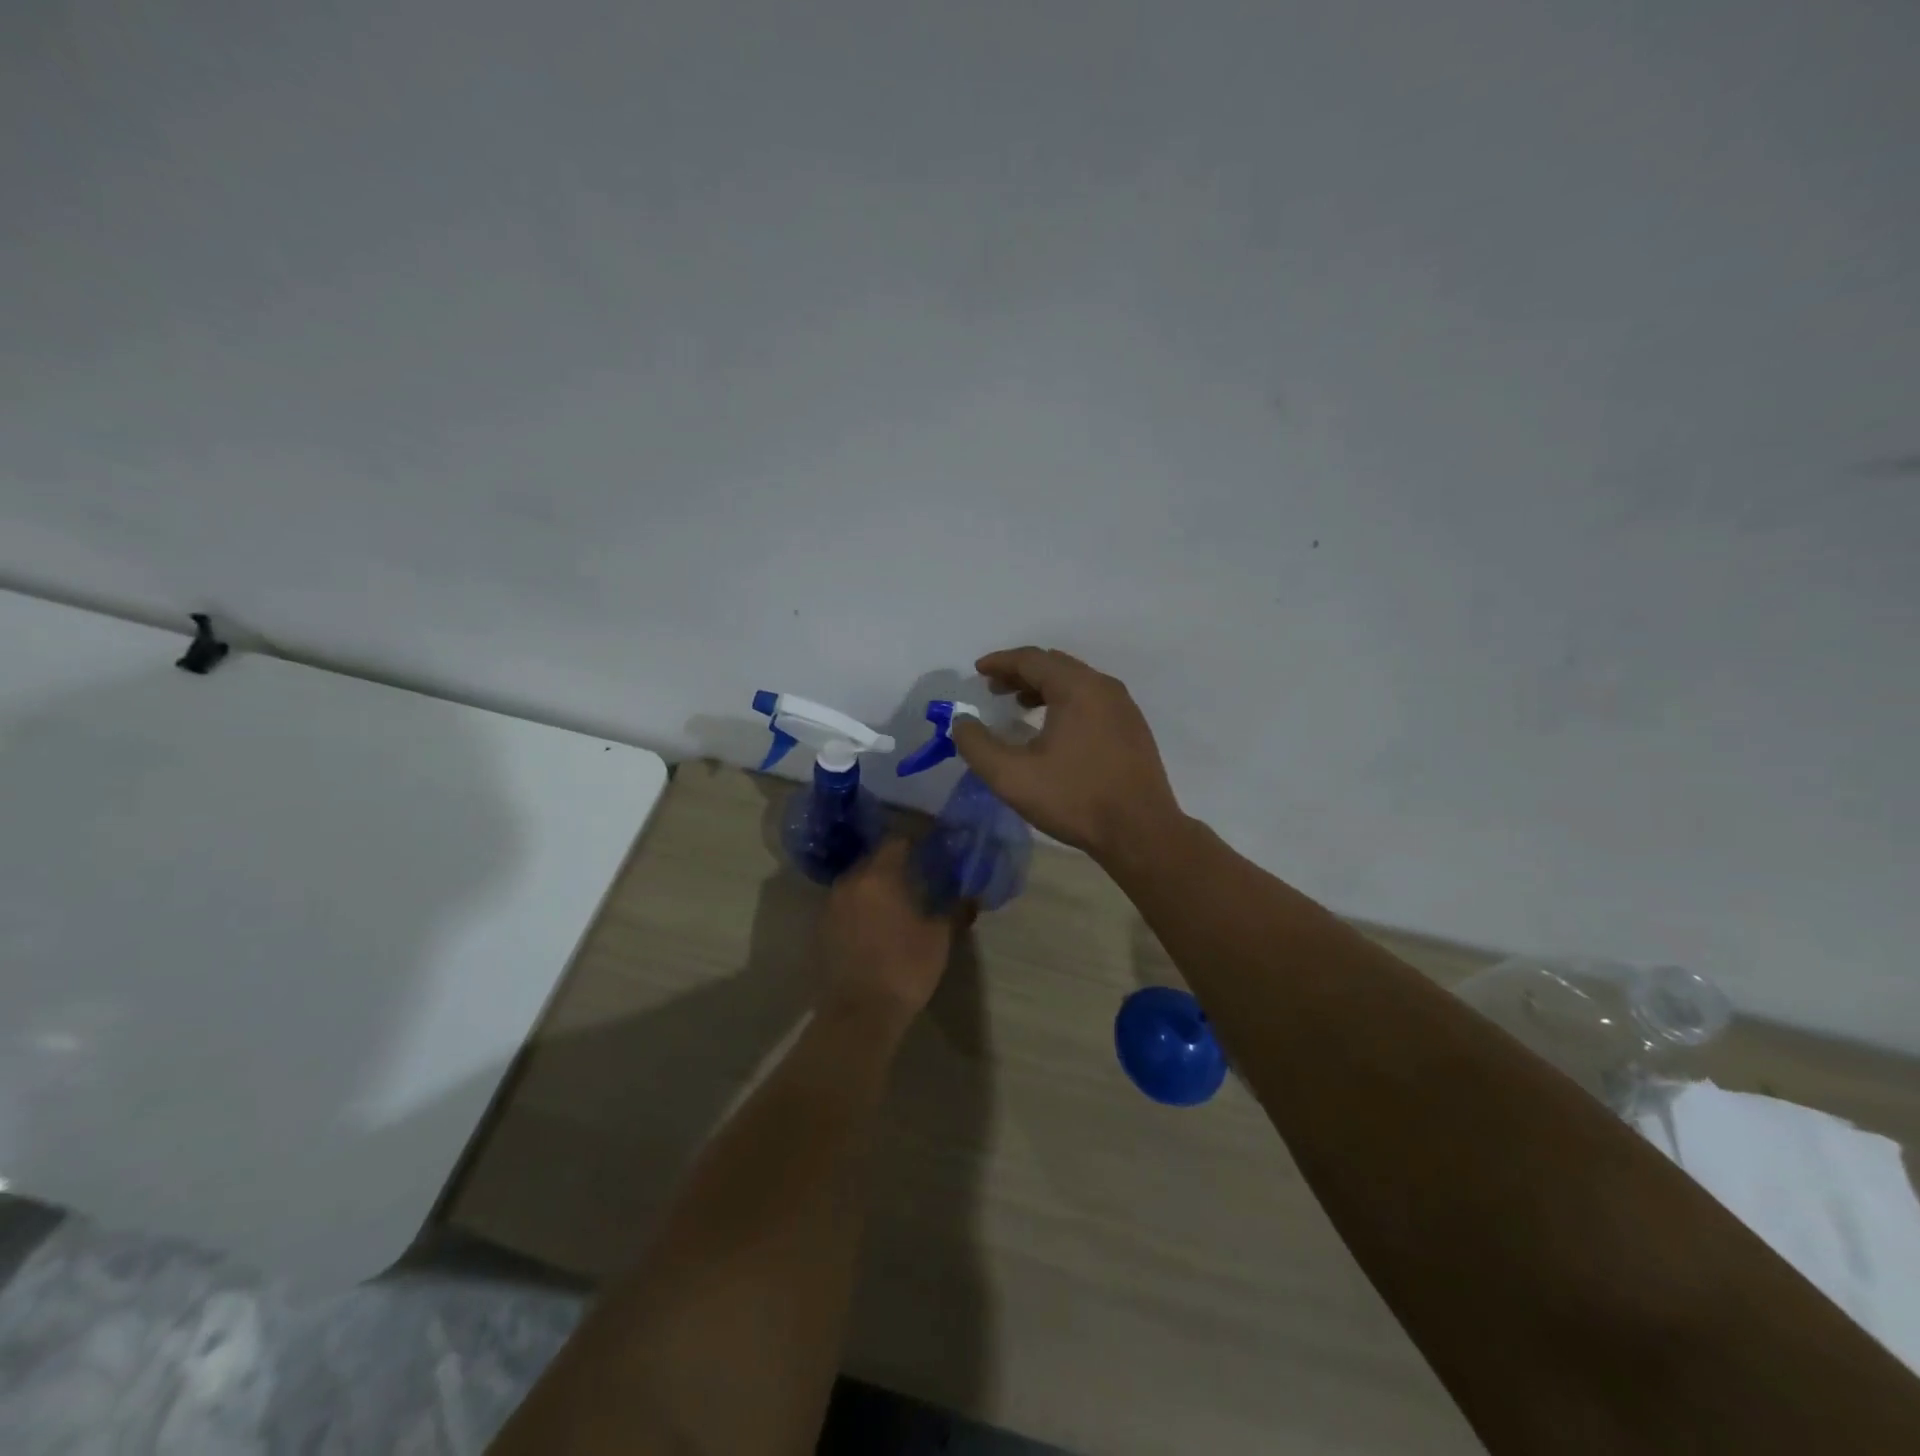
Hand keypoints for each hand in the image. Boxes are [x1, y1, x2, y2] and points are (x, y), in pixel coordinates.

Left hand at [815, 839, 958, 1029]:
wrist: (859, 1014)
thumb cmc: (904, 969)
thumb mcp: (939, 937)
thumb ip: (953, 908)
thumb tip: (969, 894)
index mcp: (879, 876)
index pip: (897, 842)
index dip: (916, 843)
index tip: (933, 849)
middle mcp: (850, 882)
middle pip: (874, 859)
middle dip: (895, 863)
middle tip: (919, 875)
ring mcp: (831, 904)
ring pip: (858, 881)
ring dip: (876, 885)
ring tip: (899, 900)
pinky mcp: (822, 927)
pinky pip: (846, 903)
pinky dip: (862, 905)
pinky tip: (878, 922)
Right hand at [950, 647, 1182, 861]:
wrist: (1140, 832)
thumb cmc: (1074, 799)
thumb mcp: (1012, 776)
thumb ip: (977, 746)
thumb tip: (961, 723)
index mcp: (1076, 688)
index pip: (1031, 659)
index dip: (1000, 662)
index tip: (977, 671)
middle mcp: (1103, 687)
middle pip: (1055, 665)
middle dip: (1021, 673)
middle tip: (994, 689)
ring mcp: (1123, 706)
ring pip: (1076, 682)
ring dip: (1044, 687)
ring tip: (1020, 707)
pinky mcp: (1132, 728)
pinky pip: (1092, 699)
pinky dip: (1066, 701)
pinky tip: (1054, 729)